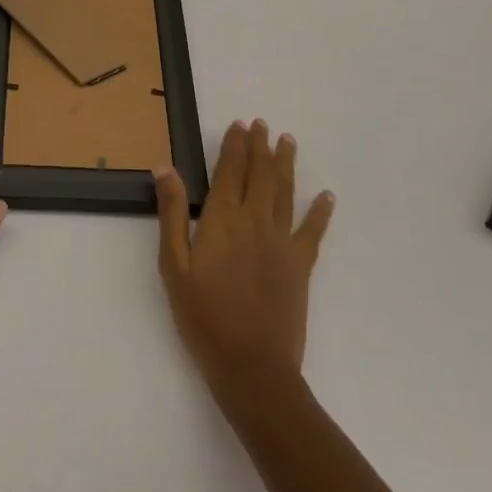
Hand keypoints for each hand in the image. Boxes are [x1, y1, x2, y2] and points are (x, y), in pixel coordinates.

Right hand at [154, 119, 333, 398]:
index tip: (239, 124)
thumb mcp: (174, 265)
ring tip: (287, 141)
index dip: (235, 145)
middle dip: (260, 146)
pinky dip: (321, 211)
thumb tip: (164, 167)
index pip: (230, 170)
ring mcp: (282, 242)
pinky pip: (313, 231)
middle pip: (260, 174)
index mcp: (222, 219)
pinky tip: (327, 196)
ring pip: (285, 192)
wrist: (252, 367)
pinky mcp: (301, 266)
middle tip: (262, 124)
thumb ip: (172, 213)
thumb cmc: (203, 316)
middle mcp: (255, 220)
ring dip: (286, 164)